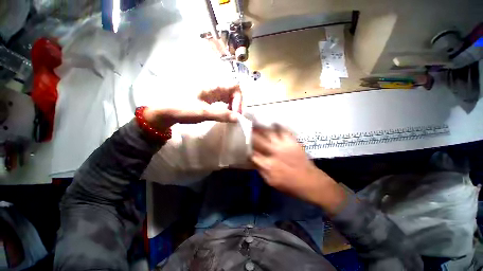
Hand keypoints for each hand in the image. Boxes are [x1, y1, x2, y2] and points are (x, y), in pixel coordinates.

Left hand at [143, 84, 242, 130]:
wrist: (165, 110)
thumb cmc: (183, 108)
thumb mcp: (203, 112)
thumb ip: (221, 114)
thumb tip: (238, 118)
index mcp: (214, 86)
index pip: (235, 87)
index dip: (239, 100)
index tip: (235, 114)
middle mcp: (215, 87)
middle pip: (233, 92)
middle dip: (237, 104)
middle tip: (234, 117)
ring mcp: (211, 93)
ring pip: (228, 96)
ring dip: (232, 106)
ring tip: (230, 116)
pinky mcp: (209, 98)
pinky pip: (222, 100)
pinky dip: (227, 107)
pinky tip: (224, 114)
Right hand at [251, 126, 346, 213]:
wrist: (310, 182)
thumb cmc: (289, 184)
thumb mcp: (271, 181)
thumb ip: (260, 169)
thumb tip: (252, 160)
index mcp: (267, 164)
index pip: (252, 153)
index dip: (246, 148)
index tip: (242, 143)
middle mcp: (274, 152)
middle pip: (258, 140)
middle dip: (250, 134)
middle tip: (246, 127)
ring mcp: (283, 145)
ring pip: (269, 133)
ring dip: (261, 128)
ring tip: (256, 122)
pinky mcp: (292, 142)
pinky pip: (284, 131)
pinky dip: (278, 126)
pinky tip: (273, 123)